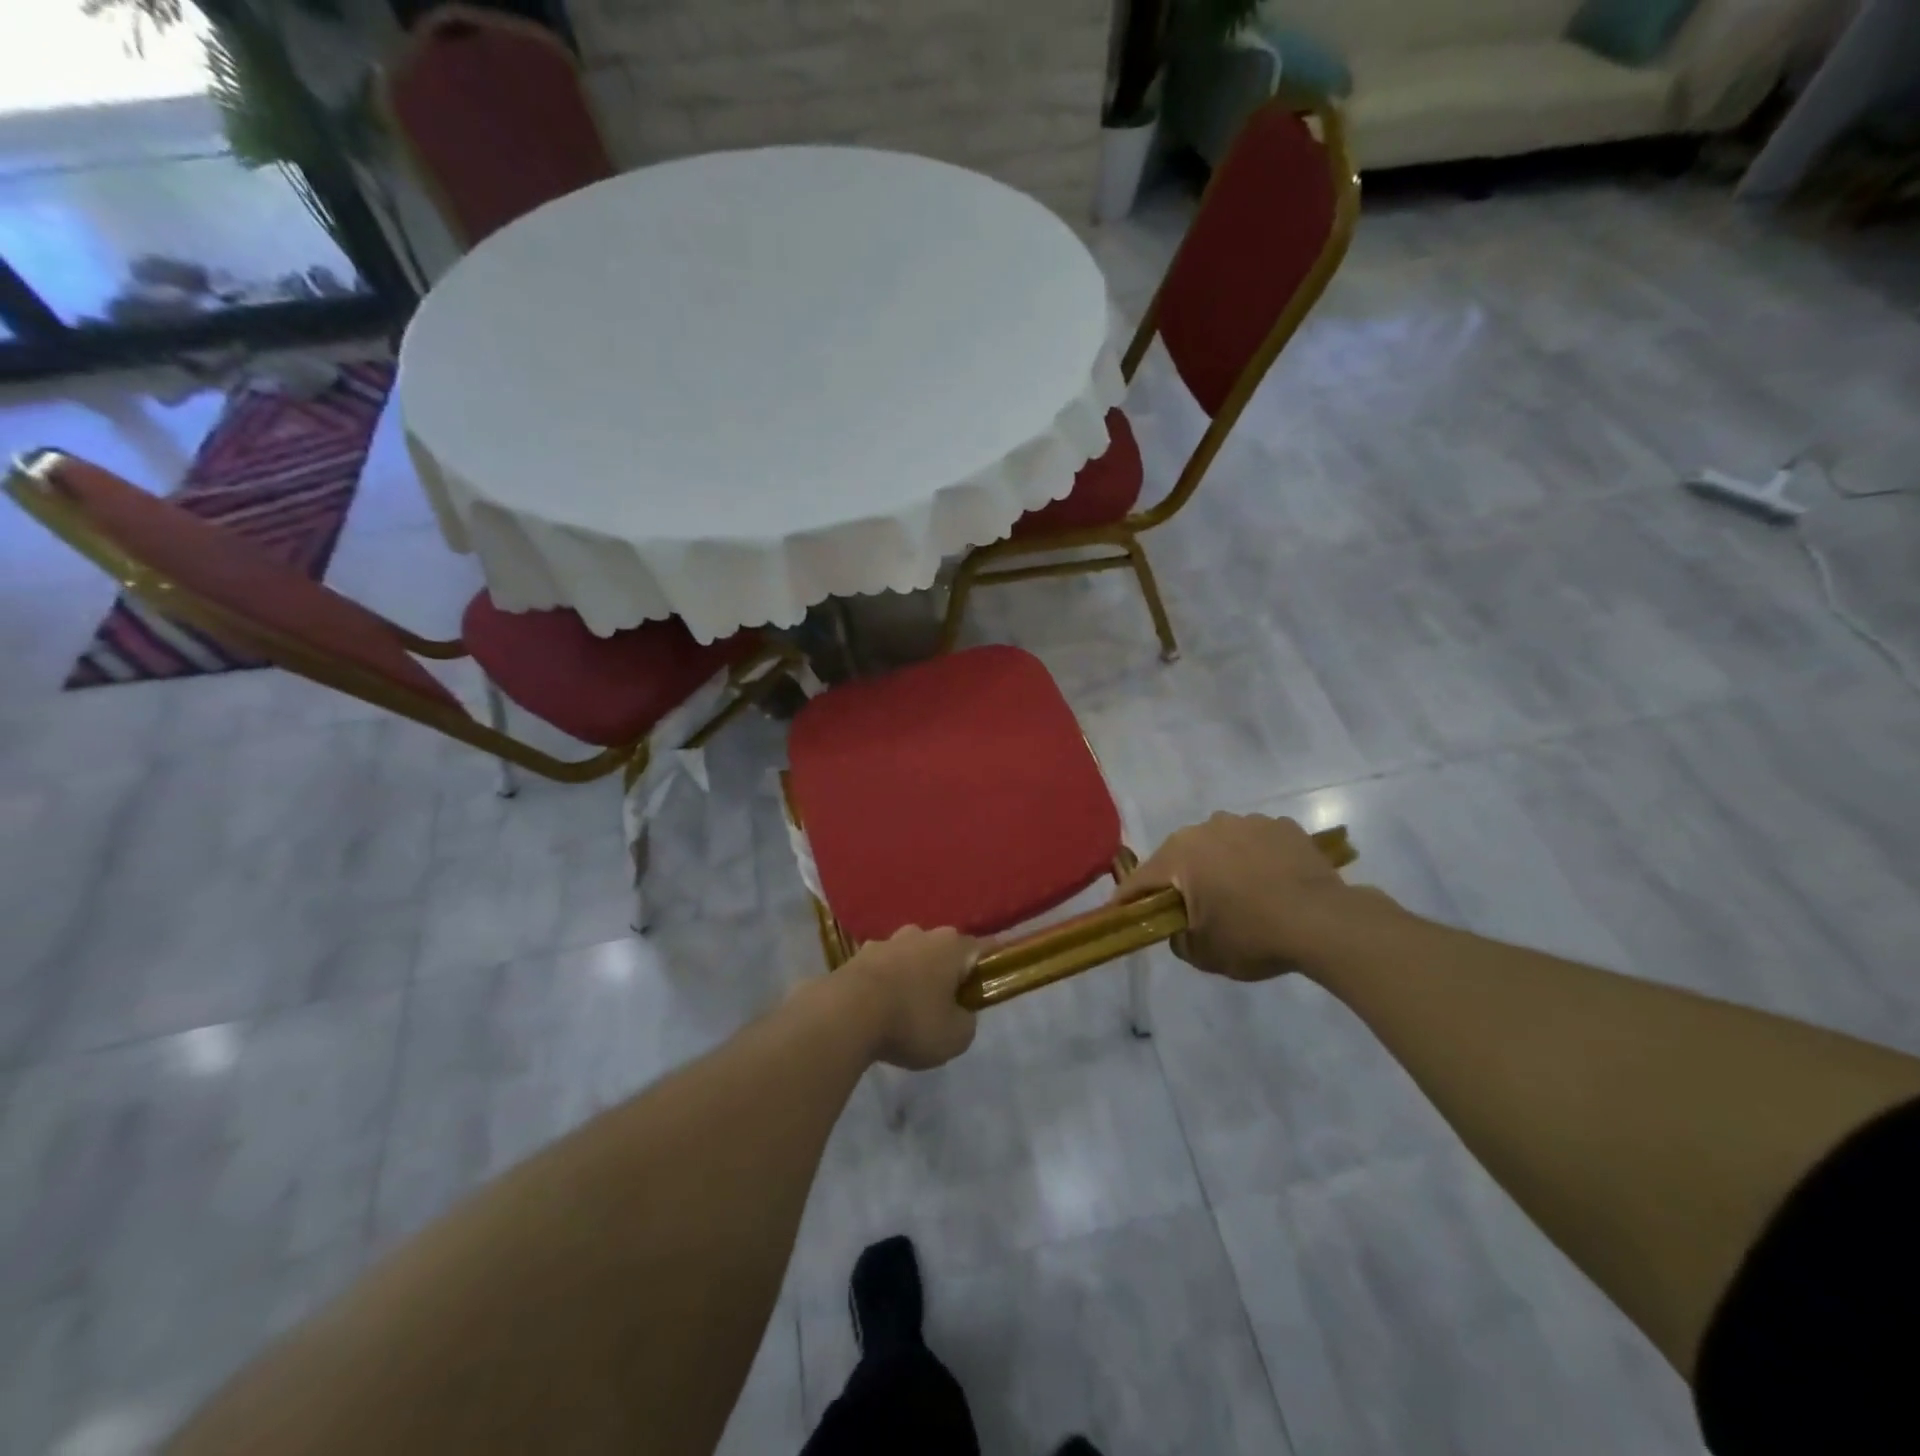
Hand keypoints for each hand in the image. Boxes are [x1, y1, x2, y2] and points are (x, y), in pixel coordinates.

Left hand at [838, 926, 979, 1069]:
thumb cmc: (911, 1021)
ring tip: (908, 1010)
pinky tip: (879, 1009)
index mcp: (952, 946)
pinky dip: (885, 984)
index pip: (983, 949)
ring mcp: (886, 941)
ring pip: (910, 957)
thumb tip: (960, 1012)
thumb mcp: (956, 1037)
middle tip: (946, 1004)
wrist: (845, 1014)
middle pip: (943, 951)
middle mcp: (921, 934)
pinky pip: (882, 969)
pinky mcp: (857, 955)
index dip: (990, 966)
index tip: (989, 984)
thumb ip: (966, 1022)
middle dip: (946, 972)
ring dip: (913, 976)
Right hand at [1116, 813, 1368, 979]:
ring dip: (1218, 865)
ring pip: (1218, 844)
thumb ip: (1178, 939)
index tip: (1119, 914)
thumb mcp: (1204, 954)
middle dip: (1178, 880)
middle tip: (1186, 908)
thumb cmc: (1253, 936)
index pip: (1141, 879)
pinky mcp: (1281, 826)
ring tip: (1236, 894)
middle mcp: (1207, 828)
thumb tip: (1180, 928)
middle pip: (1180, 856)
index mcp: (1180, 855)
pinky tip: (1269, 883)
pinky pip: (1255, 842)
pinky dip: (1254, 859)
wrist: (1324, 922)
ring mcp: (1247, 822)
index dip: (1127, 900)